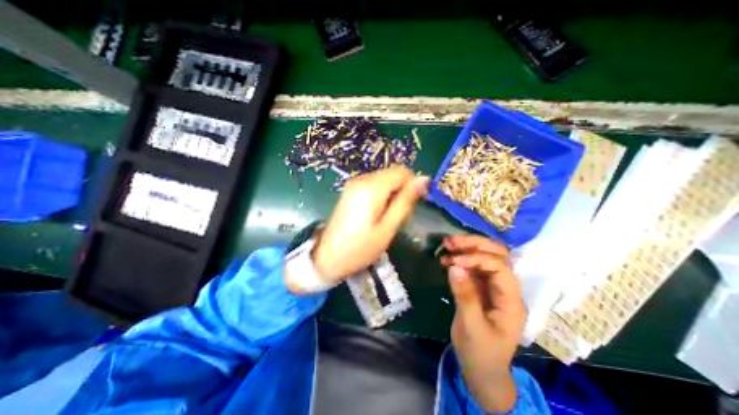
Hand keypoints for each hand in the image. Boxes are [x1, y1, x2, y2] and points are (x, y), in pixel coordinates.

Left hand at [310, 168, 427, 283]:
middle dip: (403, 189)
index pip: (402, 172)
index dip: (414, 184)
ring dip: (393, 193)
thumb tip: (424, 179)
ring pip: (384, 179)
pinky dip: (382, 194)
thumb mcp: (387, 228)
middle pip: (393, 173)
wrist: (327, 258)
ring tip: (389, 216)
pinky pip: (374, 184)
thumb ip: (405, 201)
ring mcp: (353, 184)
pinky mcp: (350, 190)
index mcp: (371, 188)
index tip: (416, 203)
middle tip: (401, 214)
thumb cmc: (360, 248)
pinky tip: (378, 212)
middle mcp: (361, 179)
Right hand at [437, 236, 525, 413]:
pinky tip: (445, 260)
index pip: (500, 267)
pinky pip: (471, 268)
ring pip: (483, 258)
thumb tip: (454, 266)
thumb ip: (465, 295)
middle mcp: (504, 289)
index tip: (455, 260)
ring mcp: (492, 287)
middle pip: (496, 256)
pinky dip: (459, 260)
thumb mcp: (472, 327)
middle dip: (474, 245)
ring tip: (446, 246)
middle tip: (451, 241)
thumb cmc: (481, 353)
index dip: (478, 259)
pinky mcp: (479, 288)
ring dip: (465, 249)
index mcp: (511, 301)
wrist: (481, 370)